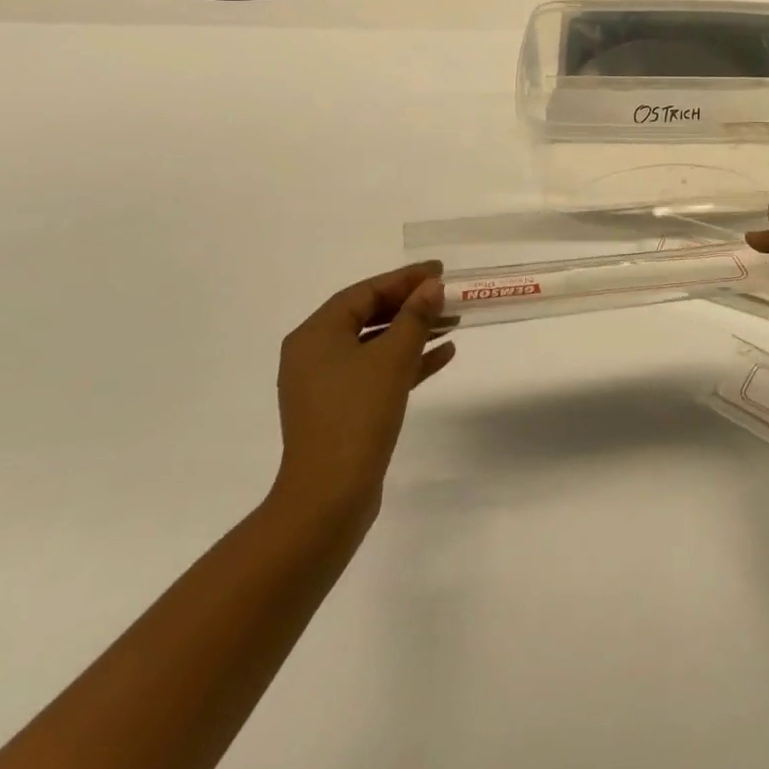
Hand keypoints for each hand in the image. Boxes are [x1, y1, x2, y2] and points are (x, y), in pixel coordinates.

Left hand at [268, 262, 454, 541]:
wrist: (329, 498)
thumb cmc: (357, 415)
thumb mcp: (392, 358)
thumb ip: (415, 316)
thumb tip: (432, 286)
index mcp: (316, 334)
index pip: (365, 292)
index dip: (405, 278)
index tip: (440, 270)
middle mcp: (314, 354)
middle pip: (369, 315)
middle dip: (411, 305)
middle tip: (448, 295)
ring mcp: (326, 385)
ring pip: (375, 344)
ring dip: (413, 332)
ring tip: (453, 322)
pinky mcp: (341, 410)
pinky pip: (377, 372)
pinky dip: (407, 362)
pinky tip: (443, 356)